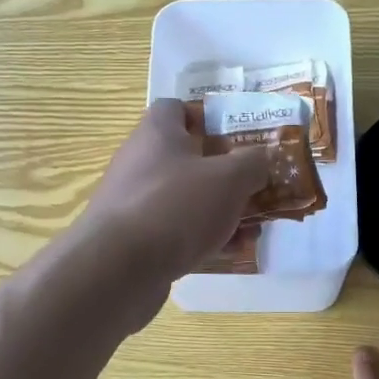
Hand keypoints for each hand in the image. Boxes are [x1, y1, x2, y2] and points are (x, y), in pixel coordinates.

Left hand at [82, 99, 268, 282]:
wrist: (118, 269)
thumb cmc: (175, 207)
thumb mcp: (229, 178)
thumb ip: (253, 163)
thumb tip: (260, 160)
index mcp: (157, 133)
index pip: (177, 108)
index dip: (208, 118)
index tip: (238, 138)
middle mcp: (141, 162)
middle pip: (188, 158)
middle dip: (226, 174)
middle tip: (257, 187)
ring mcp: (136, 203)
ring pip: (187, 199)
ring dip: (220, 210)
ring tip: (253, 227)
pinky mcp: (135, 240)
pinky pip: (177, 231)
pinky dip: (203, 238)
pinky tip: (230, 252)